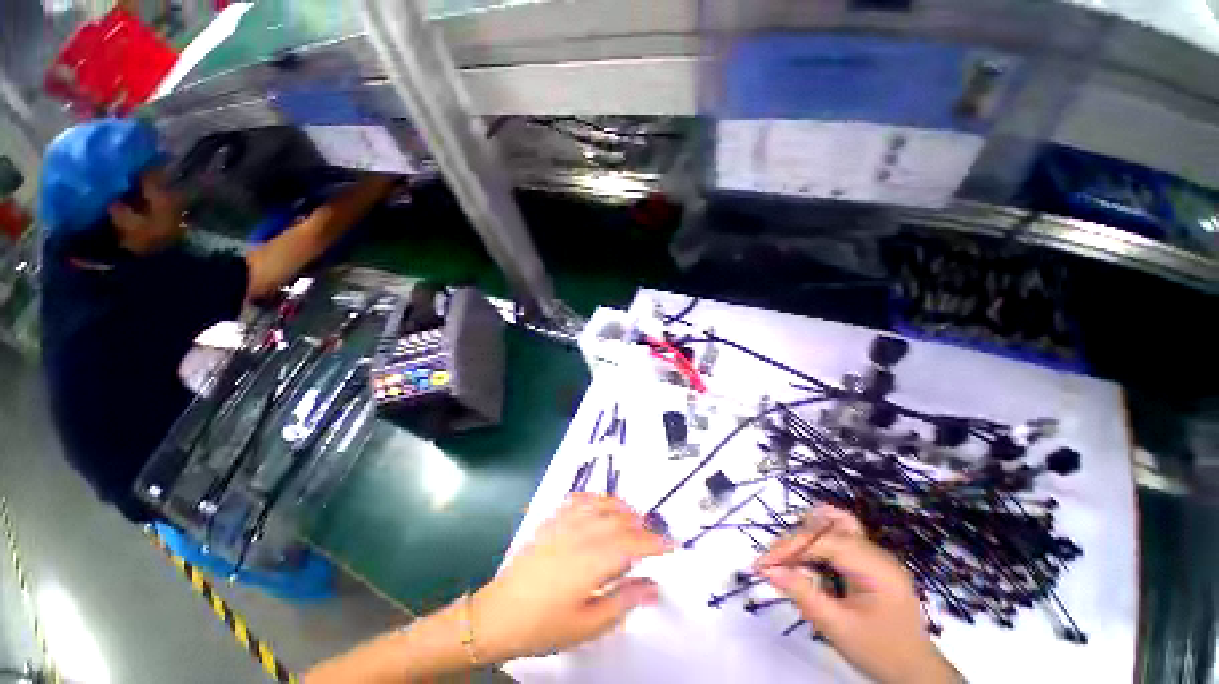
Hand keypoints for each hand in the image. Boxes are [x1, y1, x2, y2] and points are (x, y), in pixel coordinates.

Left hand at [472, 493, 673, 661]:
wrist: (499, 614)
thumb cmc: (544, 625)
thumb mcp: (588, 625)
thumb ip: (623, 601)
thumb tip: (653, 586)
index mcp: (591, 562)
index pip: (632, 544)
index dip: (655, 543)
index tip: (672, 545)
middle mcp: (580, 535)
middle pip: (619, 520)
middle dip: (642, 525)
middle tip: (654, 537)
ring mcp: (563, 524)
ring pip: (601, 504)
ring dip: (622, 508)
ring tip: (634, 518)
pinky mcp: (551, 521)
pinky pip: (578, 499)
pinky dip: (595, 498)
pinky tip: (601, 504)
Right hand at [755, 506, 960, 683]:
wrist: (917, 673)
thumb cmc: (880, 652)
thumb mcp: (838, 628)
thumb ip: (803, 595)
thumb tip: (769, 570)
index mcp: (875, 566)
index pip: (824, 541)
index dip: (790, 547)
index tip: (762, 563)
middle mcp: (876, 552)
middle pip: (827, 527)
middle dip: (796, 542)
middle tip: (773, 564)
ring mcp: (875, 556)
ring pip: (833, 527)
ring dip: (807, 539)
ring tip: (789, 560)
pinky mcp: (871, 563)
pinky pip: (839, 542)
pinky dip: (818, 548)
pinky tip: (809, 566)